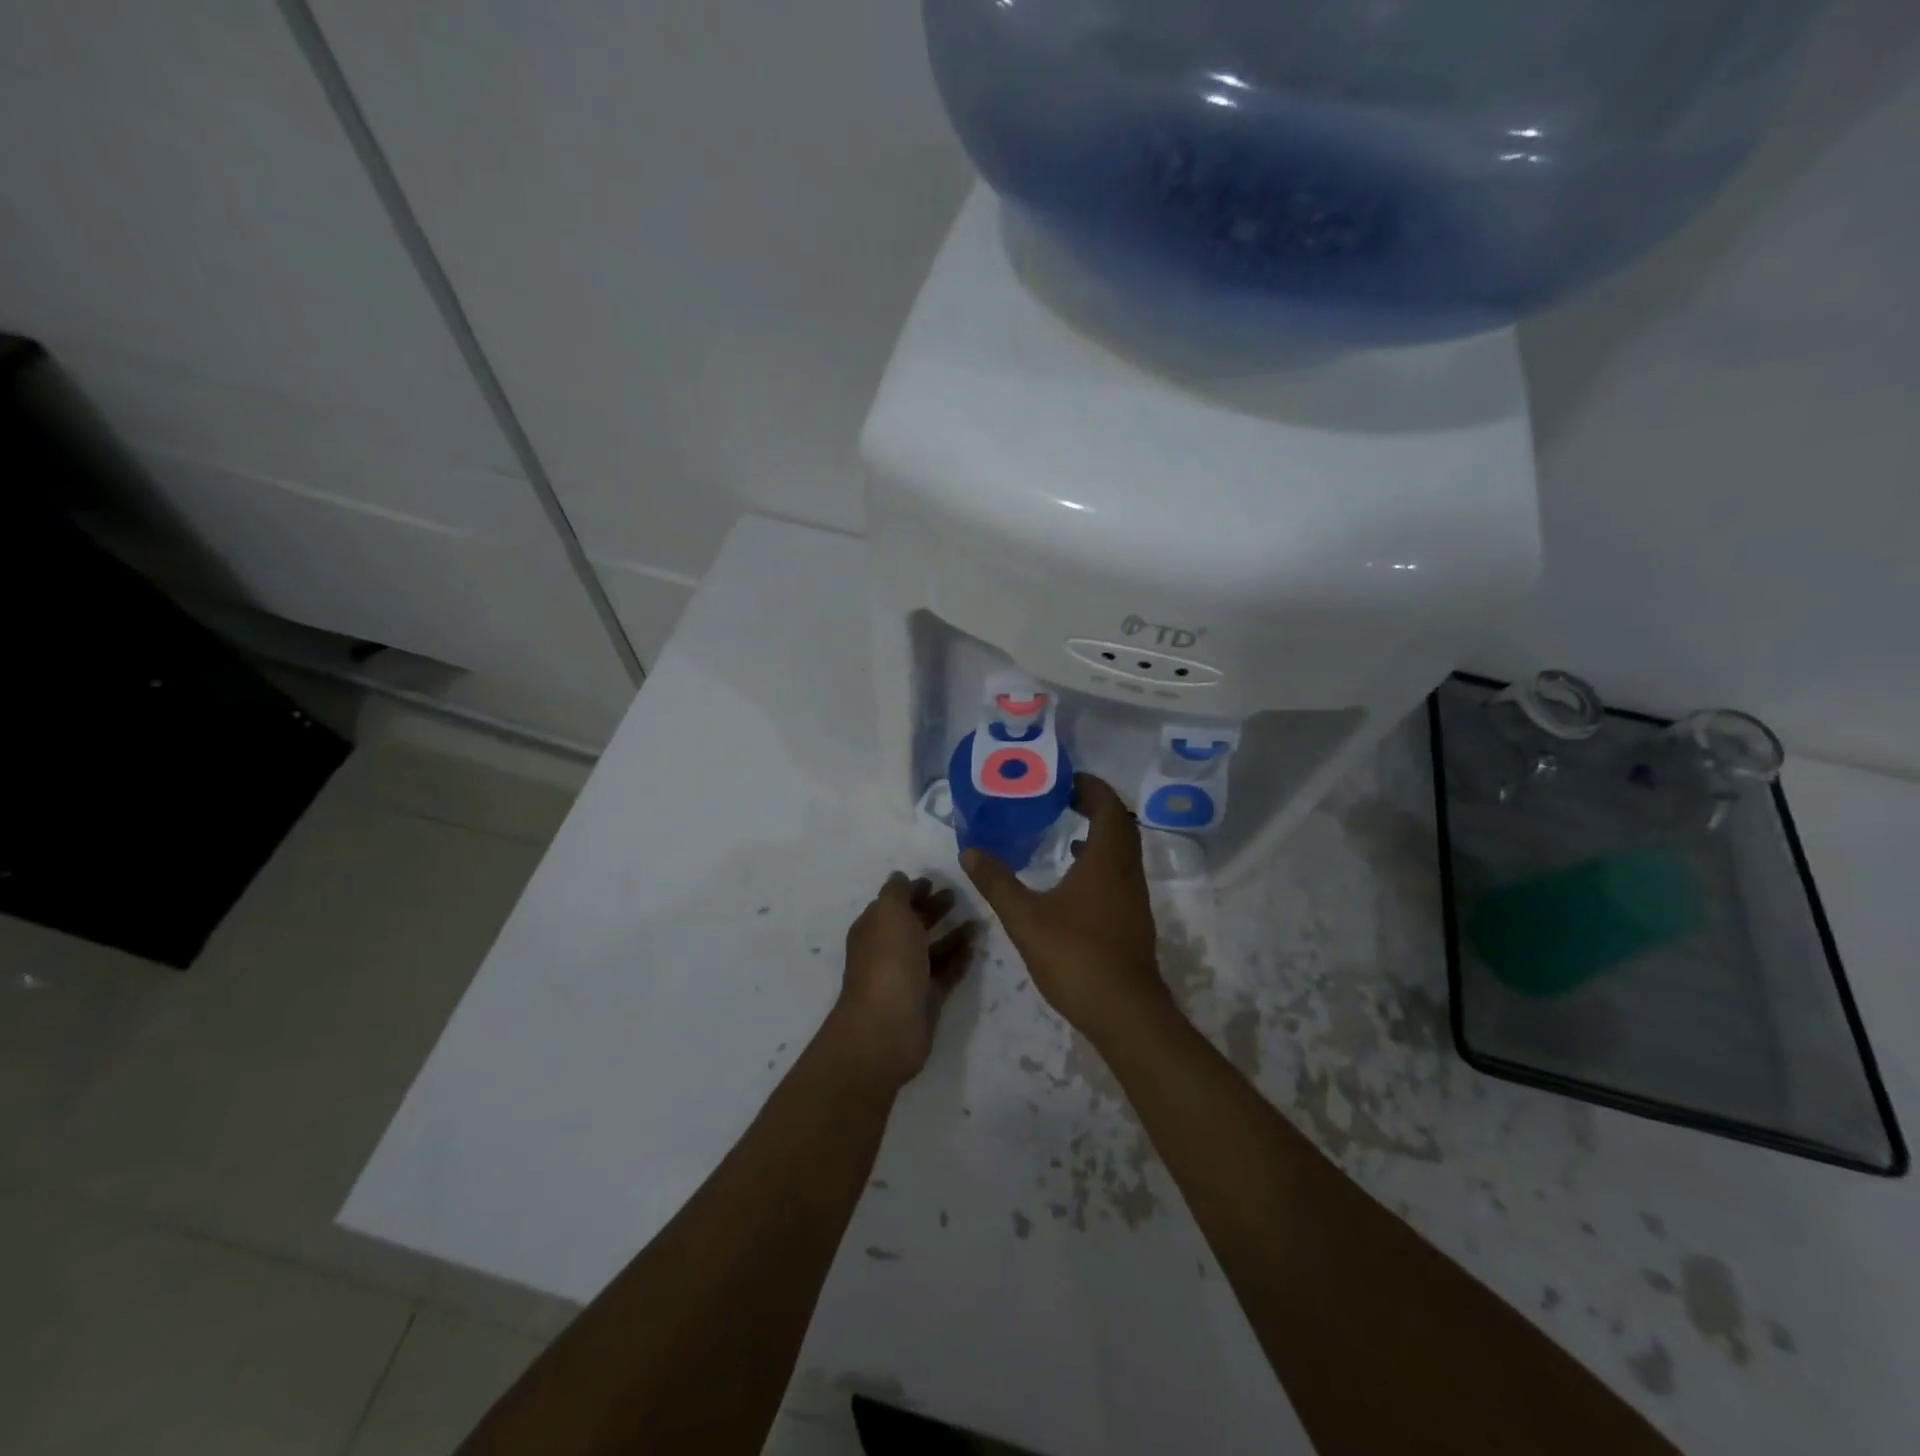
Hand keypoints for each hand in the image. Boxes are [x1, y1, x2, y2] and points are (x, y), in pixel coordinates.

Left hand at [828, 873, 976, 1091]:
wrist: (888, 1027)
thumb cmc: (888, 961)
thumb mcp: (890, 913)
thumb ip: (897, 892)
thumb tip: (900, 877)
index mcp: (874, 929)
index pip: (893, 904)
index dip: (912, 891)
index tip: (934, 881)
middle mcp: (889, 951)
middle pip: (913, 924)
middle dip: (933, 909)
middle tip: (958, 896)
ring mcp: (908, 976)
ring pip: (933, 949)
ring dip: (952, 934)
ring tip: (977, 921)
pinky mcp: (927, 998)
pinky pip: (946, 973)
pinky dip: (959, 959)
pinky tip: (976, 947)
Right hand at [961, 775, 1172, 1047]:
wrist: (1125, 1012)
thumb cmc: (1076, 956)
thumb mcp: (1025, 918)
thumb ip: (997, 882)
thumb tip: (969, 851)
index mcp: (1107, 860)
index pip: (1108, 806)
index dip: (1090, 787)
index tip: (1064, 780)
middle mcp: (1127, 872)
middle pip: (1120, 825)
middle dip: (1095, 806)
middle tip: (1062, 799)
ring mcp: (1134, 897)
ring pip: (1123, 851)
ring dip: (1100, 834)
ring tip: (1065, 832)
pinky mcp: (1133, 919)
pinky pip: (1120, 873)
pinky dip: (1100, 861)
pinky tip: (1074, 878)